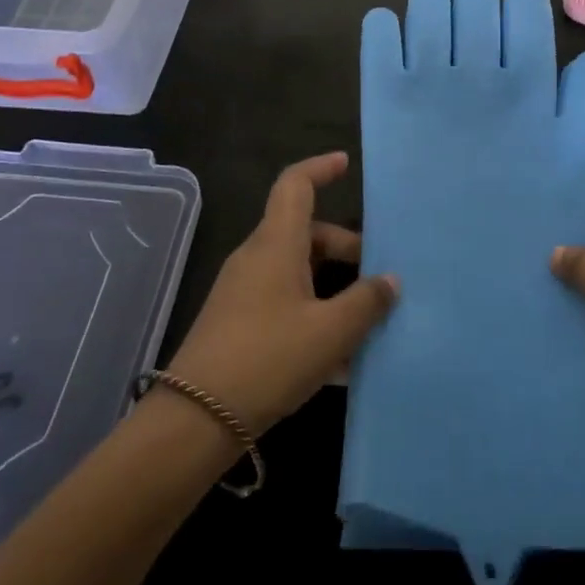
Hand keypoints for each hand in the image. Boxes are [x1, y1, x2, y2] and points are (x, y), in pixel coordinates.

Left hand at [168, 152, 398, 435]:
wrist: (194, 421)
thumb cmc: (268, 359)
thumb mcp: (330, 332)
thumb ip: (366, 302)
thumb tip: (390, 280)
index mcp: (276, 244)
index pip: (295, 185)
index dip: (321, 168)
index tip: (347, 163)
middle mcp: (257, 258)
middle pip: (306, 233)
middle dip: (346, 248)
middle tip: (380, 276)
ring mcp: (244, 292)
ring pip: (298, 271)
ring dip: (334, 287)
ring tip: (368, 321)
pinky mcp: (238, 323)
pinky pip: (285, 302)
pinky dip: (315, 314)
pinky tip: (340, 359)